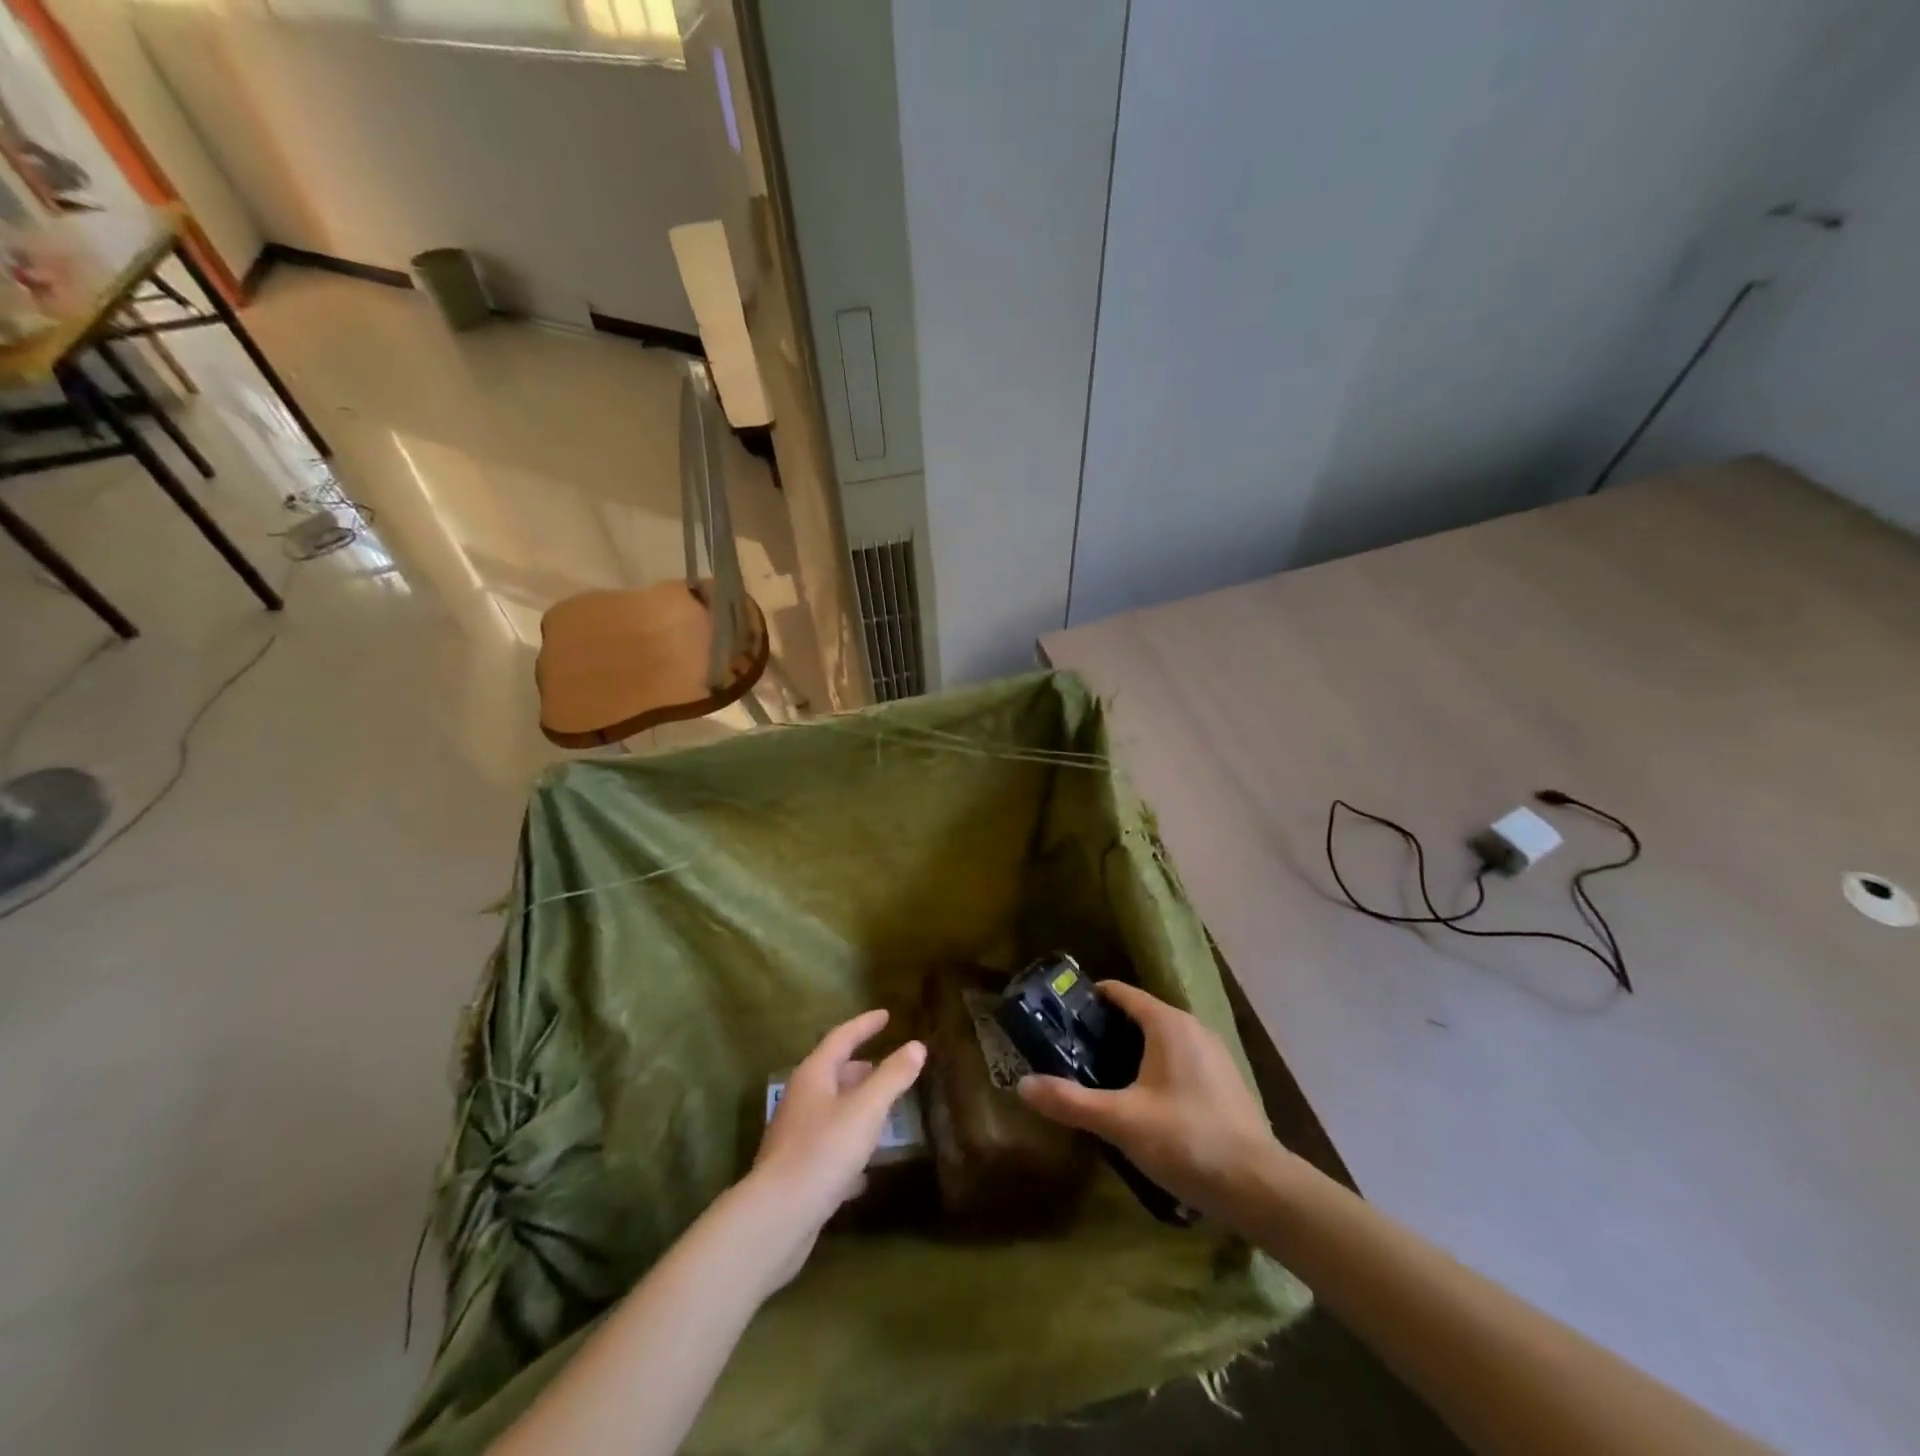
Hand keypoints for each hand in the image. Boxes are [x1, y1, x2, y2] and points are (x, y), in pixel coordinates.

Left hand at [744, 1009, 924, 1285]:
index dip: (865, 1025)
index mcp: (813, 1076)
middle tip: (888, 1065)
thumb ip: (893, 1077)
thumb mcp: (866, 1109)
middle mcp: (801, 1100)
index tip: (886, 1015)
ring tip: (885, 1111)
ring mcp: (796, 1137)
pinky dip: (850, 1149)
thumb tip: (916, 1046)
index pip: (841, 1038)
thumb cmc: (824, 1151)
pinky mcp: (798, 1173)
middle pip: (834, 1074)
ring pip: (832, 1112)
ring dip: (857, 1107)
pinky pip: (830, 1149)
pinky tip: (867, 1169)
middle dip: (861, 1068)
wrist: (777, 1218)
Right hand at [1017, 982, 1275, 1217]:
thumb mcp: (1121, 1121)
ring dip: (1133, 1049)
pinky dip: (1156, 1066)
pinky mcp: (1225, 1081)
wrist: (1259, 1187)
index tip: (1062, 1014)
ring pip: (1163, 1038)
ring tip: (1101, 1074)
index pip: (1122, 993)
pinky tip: (1143, 1099)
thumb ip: (1071, 1101)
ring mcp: (1214, 1054)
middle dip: (1107, 1028)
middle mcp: (1193, 1028)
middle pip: (1141, 1014)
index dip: (1090, 999)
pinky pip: (1181, 1059)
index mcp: (1168, 1024)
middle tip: (1073, 1049)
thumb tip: (1022, 1085)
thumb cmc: (1186, 1140)